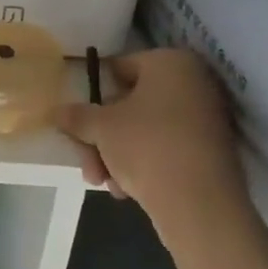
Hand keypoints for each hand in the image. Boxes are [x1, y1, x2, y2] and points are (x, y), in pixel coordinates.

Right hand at [58, 49, 244, 246]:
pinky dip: (144, 165)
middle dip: (103, 136)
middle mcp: (193, 83)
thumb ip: (77, 116)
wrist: (201, 206)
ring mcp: (205, 118)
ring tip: (103, 182)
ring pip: (145, 130)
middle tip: (87, 163)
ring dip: (117, 155)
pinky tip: (125, 190)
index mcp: (171, 62)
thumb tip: (56, 111)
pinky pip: (166, 149)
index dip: (94, 96)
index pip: (119, 68)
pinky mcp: (211, 151)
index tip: (79, 122)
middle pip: (131, 104)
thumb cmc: (147, 147)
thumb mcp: (102, 128)